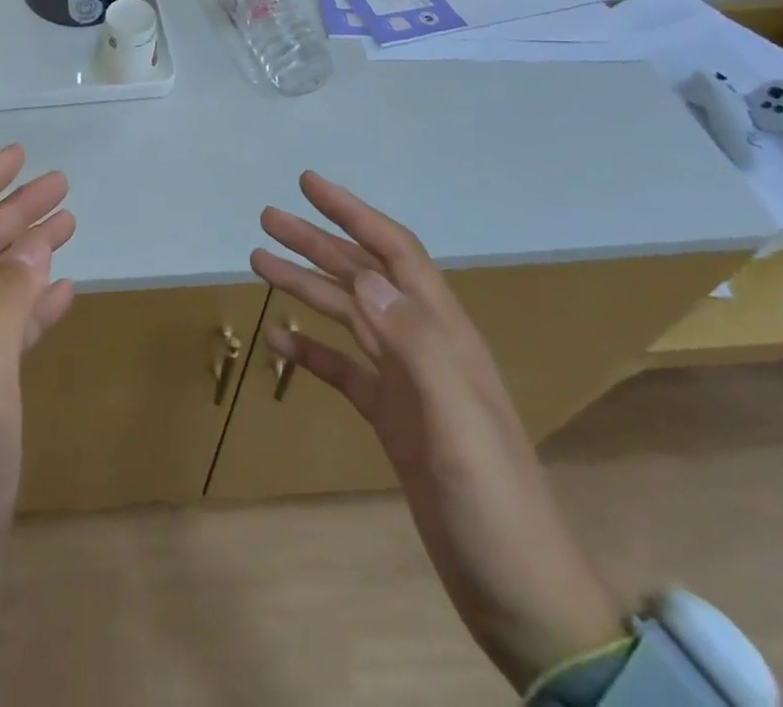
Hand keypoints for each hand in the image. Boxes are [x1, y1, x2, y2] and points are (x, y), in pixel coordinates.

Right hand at [251, 173, 622, 692]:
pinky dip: (309, 348)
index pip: (394, 252)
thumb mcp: (457, 423)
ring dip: (306, 285)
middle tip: (267, 219)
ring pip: (347, 314)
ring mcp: (407, 383)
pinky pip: (341, 368)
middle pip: (363, 275)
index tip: (309, 184)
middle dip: (316, 242)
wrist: (523, 599)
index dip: (353, 213)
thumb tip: (362, 274)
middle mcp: (423, 346)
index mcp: (444, 335)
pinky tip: (279, 339)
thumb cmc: (495, 506)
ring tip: (259, 262)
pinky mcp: (392, 418)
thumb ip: (414, 344)